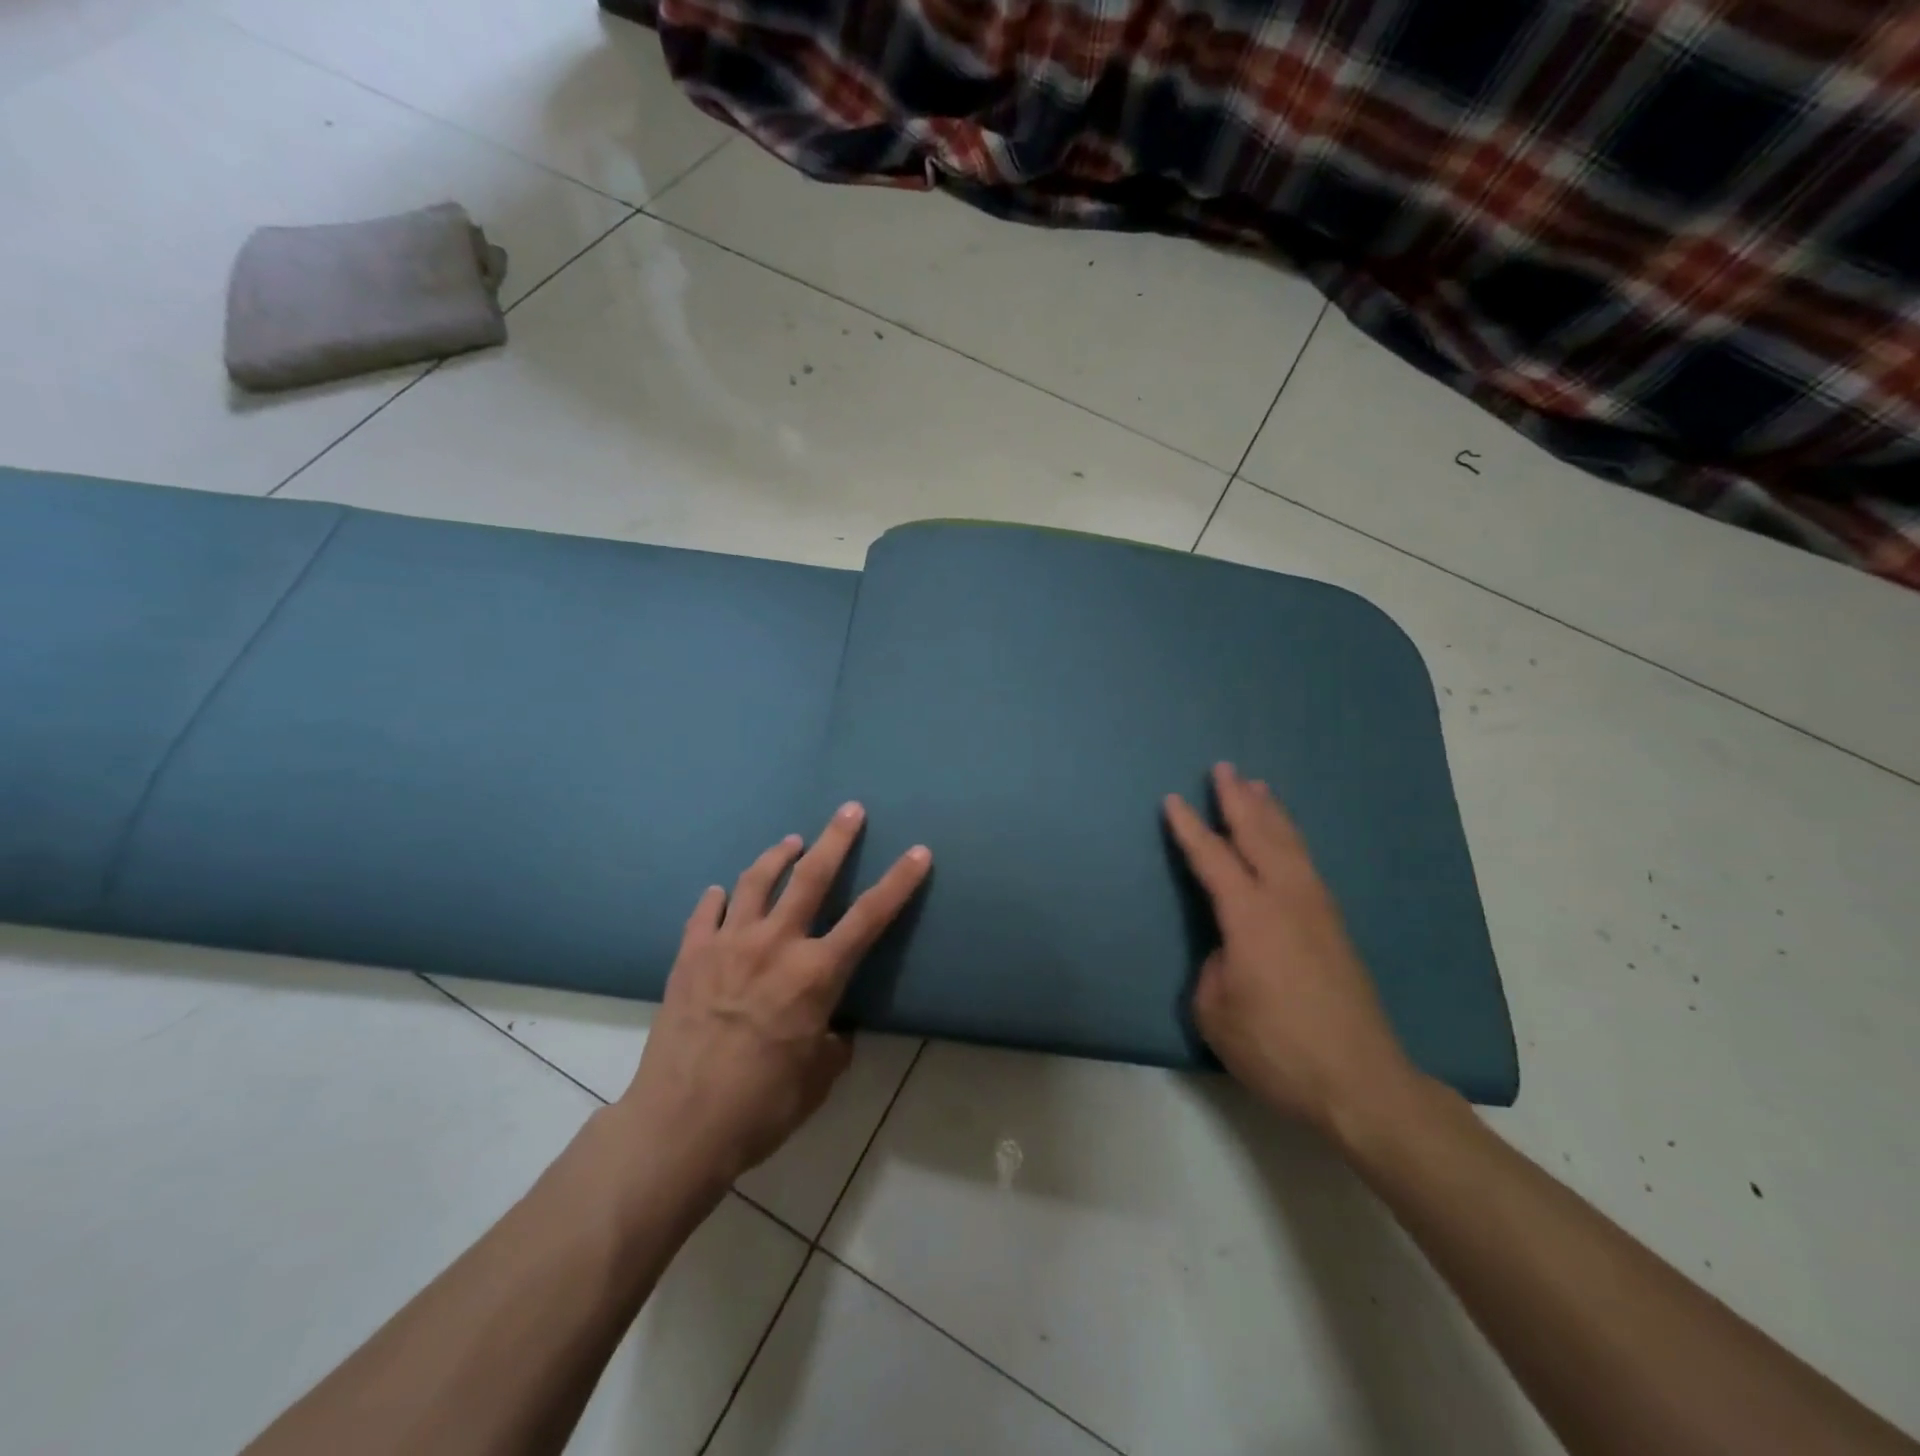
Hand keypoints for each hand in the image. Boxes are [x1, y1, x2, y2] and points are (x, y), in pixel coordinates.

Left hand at [614, 803, 930, 1198]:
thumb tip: (832, 1026)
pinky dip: (720, 897)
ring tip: (791, 842)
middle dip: (837, 838)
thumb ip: (833, 1041)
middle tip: (851, 809)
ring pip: (757, 881)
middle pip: (812, 876)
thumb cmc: (762, 1106)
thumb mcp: (819, 1078)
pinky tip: (724, 892)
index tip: (919, 851)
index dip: (899, 881)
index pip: (870, 916)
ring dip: (778, 855)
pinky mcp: (690, 955)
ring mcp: (728, 944)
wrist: (679, 1126)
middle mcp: (775, 945)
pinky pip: (707, 911)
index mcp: (816, 974)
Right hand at [1164, 763, 1418, 1136]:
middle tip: (1224, 768)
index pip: (1213, 860)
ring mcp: (1317, 911)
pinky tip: (1289, 841)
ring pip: (1290, 845)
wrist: (1361, 1084)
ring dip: (1271, 813)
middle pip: (1259, 836)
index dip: (1190, 829)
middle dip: (1238, 800)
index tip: (1172, 800)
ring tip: (1259, 787)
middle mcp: (1287, 900)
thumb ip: (1214, 968)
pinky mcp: (1335, 929)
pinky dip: (1292, 840)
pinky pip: (1307, 864)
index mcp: (1251, 916)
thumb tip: (1229, 951)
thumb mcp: (1216, 1012)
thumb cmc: (1277, 1049)